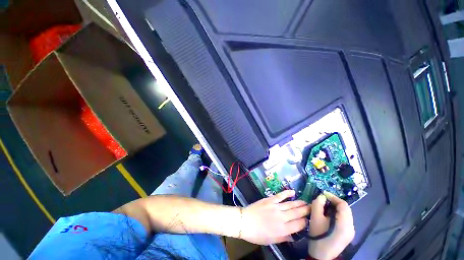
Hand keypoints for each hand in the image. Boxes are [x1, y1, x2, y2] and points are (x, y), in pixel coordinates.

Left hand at [240, 190, 310, 244]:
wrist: (245, 221)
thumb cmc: (257, 234)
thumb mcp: (271, 240)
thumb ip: (284, 238)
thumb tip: (294, 236)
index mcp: (283, 229)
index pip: (299, 225)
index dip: (305, 222)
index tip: (309, 220)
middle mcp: (281, 217)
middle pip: (297, 213)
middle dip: (306, 210)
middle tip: (313, 208)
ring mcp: (275, 207)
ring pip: (291, 204)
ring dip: (299, 203)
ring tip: (306, 202)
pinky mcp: (270, 200)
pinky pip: (280, 196)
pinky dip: (287, 193)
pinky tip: (293, 192)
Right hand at [308, 192, 354, 259]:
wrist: (321, 255)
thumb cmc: (318, 236)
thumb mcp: (315, 218)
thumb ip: (318, 204)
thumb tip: (321, 196)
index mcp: (345, 224)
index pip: (343, 205)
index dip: (333, 197)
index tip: (323, 194)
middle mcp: (351, 227)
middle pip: (345, 209)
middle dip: (334, 202)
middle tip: (322, 200)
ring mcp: (351, 231)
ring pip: (345, 214)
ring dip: (335, 208)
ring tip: (324, 206)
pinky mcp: (348, 234)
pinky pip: (344, 219)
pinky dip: (336, 214)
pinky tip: (328, 216)